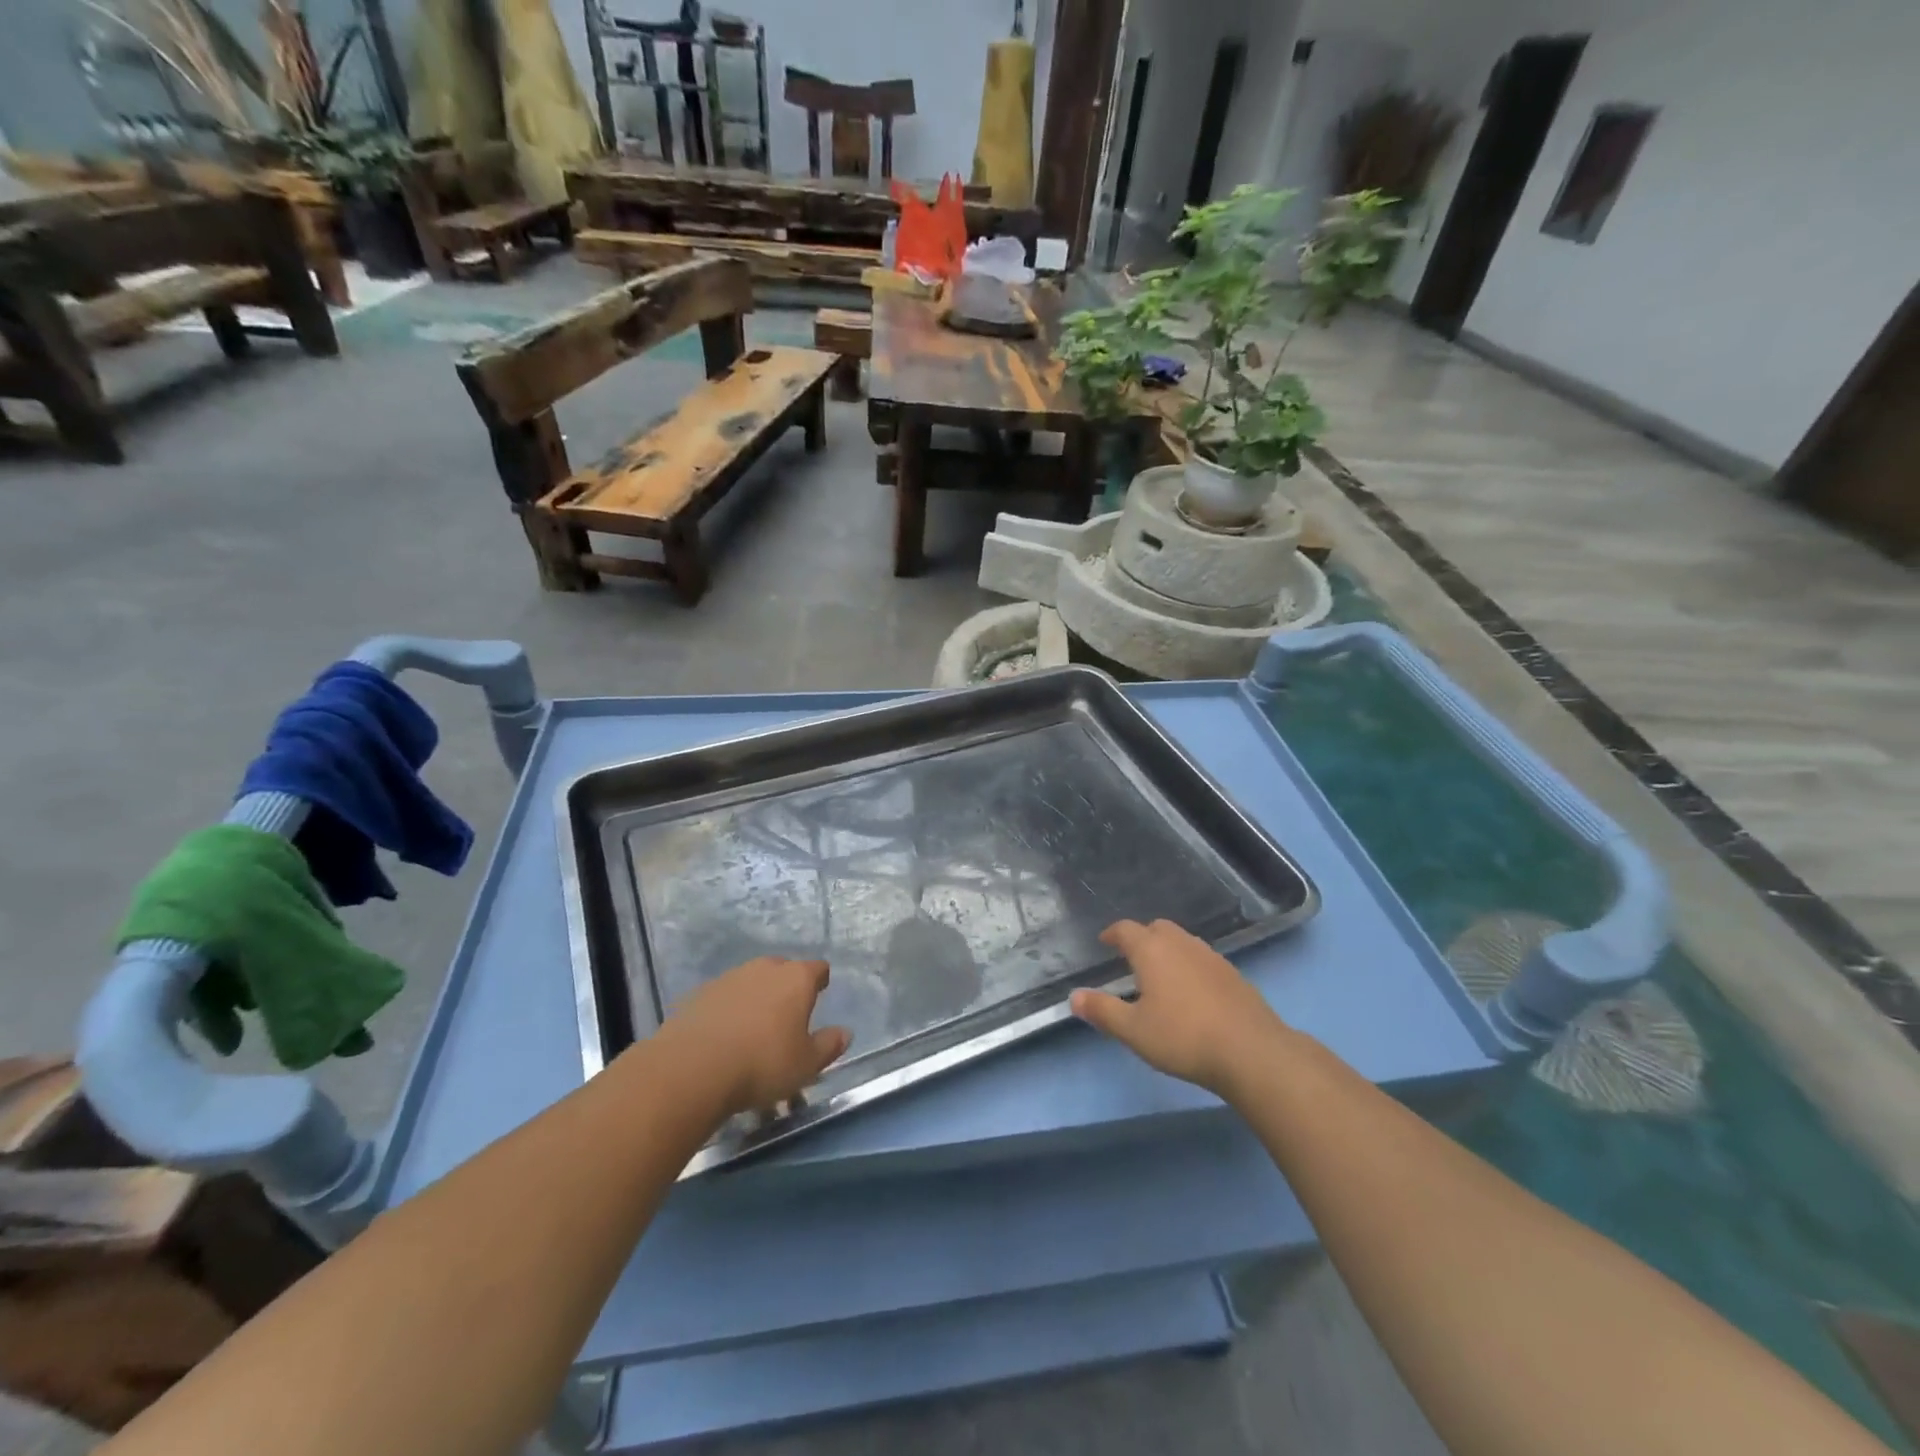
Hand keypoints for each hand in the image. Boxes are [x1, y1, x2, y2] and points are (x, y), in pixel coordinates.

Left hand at [659, 957, 850, 1117]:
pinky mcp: (699, 994)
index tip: (820, 994)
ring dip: (755, 999)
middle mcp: (764, 968)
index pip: (817, 969)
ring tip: (752, 1032)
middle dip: (786, 989)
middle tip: (786, 1017)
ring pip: (750, 983)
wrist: (692, 1068)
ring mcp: (729, 978)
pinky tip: (723, 1038)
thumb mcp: (806, 1064)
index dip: (820, 981)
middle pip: (782, 971)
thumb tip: (845, 1033)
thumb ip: (829, 1045)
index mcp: (796, 978)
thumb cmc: (762, 1064)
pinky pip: (723, 998)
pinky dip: (727, 1011)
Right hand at [1070, 919, 1288, 1097]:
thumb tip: (1074, 996)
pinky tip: (1191, 993)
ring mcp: (1211, 957)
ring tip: (1160, 975)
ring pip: (1182, 942)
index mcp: (1152, 950)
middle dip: (1141, 937)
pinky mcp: (1233, 974)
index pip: (1126, 929)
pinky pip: (1202, 959)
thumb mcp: (1134, 1030)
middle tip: (1131, 958)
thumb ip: (1102, 1011)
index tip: (1104, 942)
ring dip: (1167, 951)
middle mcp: (1181, 944)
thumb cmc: (1183, 1037)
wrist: (1251, 1051)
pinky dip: (1189, 966)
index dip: (1113, 933)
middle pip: (1157, 928)